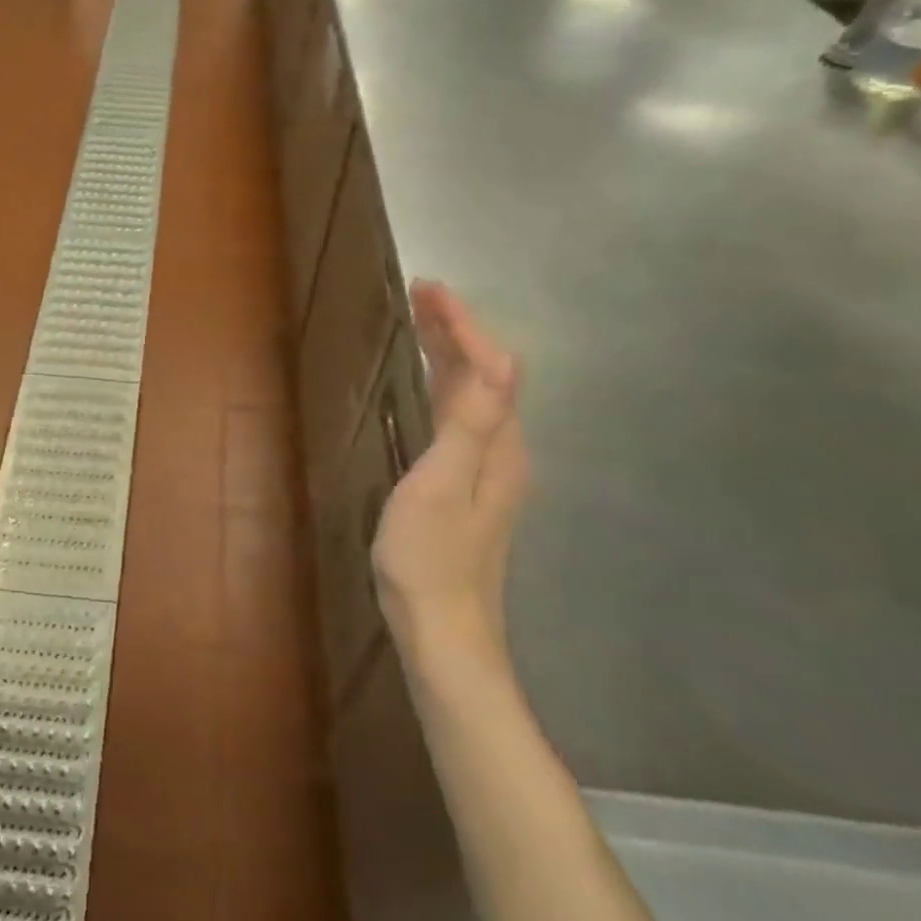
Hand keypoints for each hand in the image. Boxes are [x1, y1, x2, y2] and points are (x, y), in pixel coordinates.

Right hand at [372, 281, 528, 674]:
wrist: (442, 632)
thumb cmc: (430, 558)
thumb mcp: (442, 486)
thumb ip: (471, 425)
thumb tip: (499, 361)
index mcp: (499, 446)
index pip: (490, 366)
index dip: (461, 324)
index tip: (427, 289)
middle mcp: (502, 451)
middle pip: (486, 375)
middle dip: (456, 330)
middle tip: (418, 295)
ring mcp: (486, 471)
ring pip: (473, 395)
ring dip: (450, 353)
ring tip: (419, 324)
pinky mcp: (466, 486)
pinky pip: (460, 415)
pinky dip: (443, 384)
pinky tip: (424, 385)